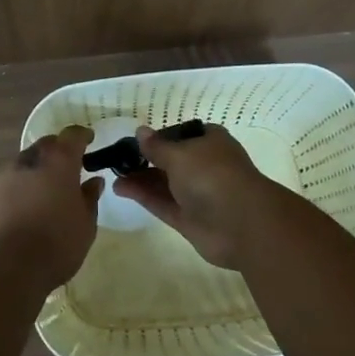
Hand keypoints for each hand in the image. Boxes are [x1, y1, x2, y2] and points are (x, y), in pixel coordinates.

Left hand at [0, 125, 100, 290]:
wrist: (6, 268)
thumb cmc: (56, 244)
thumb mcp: (86, 225)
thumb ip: (89, 198)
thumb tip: (93, 182)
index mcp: (58, 162)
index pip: (72, 135)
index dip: (82, 135)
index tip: (89, 140)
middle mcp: (28, 161)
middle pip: (45, 146)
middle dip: (57, 152)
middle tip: (66, 169)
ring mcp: (1, 178)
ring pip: (22, 165)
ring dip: (34, 173)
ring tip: (41, 195)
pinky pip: (4, 187)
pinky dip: (15, 193)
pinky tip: (19, 214)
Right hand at [112, 123, 280, 268]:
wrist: (241, 224)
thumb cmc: (211, 175)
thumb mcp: (179, 154)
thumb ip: (156, 146)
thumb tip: (140, 131)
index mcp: (210, 142)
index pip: (183, 134)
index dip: (160, 136)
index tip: (137, 140)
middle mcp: (205, 166)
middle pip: (171, 160)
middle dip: (146, 159)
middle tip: (118, 159)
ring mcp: (197, 194)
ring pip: (164, 183)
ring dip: (141, 178)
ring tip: (114, 174)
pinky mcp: (189, 219)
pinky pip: (163, 203)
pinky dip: (143, 196)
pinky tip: (120, 188)